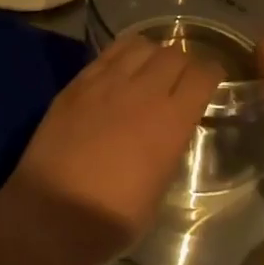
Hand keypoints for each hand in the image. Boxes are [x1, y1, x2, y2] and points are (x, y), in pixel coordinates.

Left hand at [0, 33, 220, 264]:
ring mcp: (105, 83)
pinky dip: (123, 54)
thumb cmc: (111, 219)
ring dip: (154, 54)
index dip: (213, 73)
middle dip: (185, 62)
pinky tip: (122, 69)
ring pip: (140, 46)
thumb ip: (169, 149)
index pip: (202, 75)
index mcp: (170, 122)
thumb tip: (169, 131)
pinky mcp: (77, 84)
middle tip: (183, 78)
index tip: (213, 79)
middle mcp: (142, 92)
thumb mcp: (159, 190)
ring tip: (152, 69)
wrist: (50, 215)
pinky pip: (108, 54)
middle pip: (173, 54)